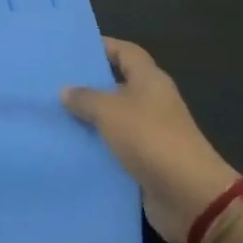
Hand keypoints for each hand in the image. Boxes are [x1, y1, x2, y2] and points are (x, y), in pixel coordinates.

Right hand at [61, 38, 240, 242]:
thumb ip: (85, 98)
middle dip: (89, 85)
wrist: (187, 196)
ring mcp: (150, 132)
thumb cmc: (149, 138)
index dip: (101, 47)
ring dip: (90, 120)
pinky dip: (97, 147)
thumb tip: (65, 90)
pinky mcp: (146, 161)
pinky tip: (70, 148)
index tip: (72, 50)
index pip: (124, 51)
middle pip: (117, 85)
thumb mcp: (109, 111)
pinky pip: (116, 147)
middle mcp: (152, 101)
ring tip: (55, 116)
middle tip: (55, 84)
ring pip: (114, 118)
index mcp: (149, 79)